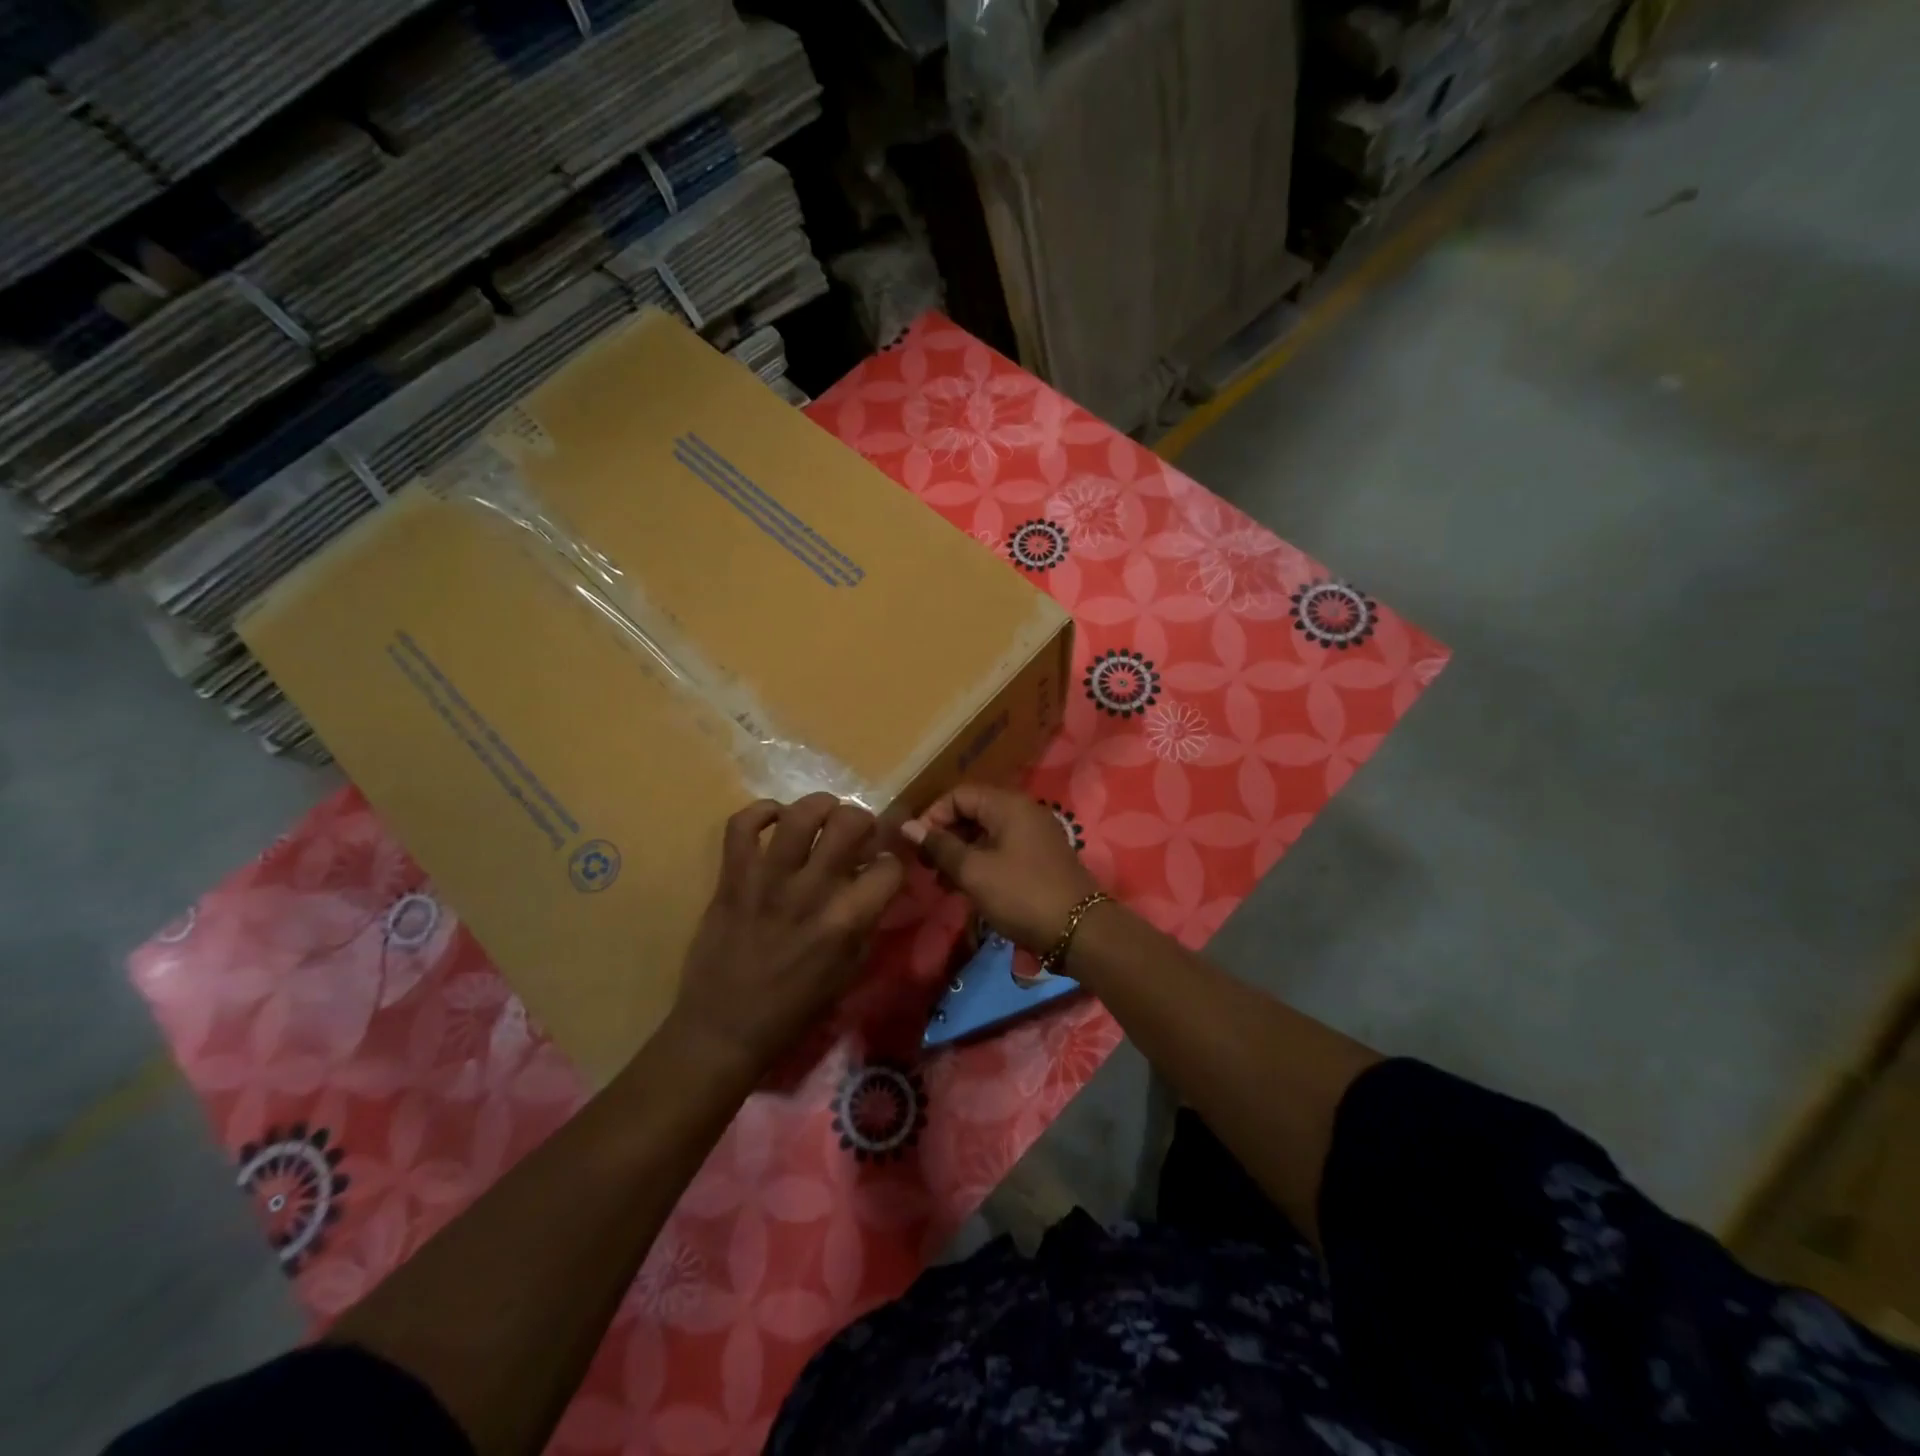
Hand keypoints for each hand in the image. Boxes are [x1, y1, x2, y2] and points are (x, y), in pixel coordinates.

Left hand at [671, 794, 904, 1072]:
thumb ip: (866, 923)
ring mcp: (767, 881)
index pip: (889, 867)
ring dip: (820, 805)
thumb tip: (876, 884)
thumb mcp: (849, 972)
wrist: (724, 1029)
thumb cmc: (794, 1010)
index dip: (893, 863)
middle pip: (849, 823)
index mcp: (845, 922)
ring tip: (823, 814)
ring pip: (800, 815)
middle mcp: (810, 892)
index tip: (883, 867)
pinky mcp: (732, 879)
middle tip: (857, 832)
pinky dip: (761, 812)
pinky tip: (775, 819)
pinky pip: (741, 825)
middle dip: (863, 819)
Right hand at [902, 784, 1099, 953]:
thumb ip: (941, 847)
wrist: (1079, 931)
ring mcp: (1034, 836)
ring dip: (960, 854)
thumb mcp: (974, 872)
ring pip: (986, 834)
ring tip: (941, 883)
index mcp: (1008, 805)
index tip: (917, 846)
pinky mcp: (1039, 860)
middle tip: (926, 867)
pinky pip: (1001, 851)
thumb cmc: (1022, 895)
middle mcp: (1023, 812)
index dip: (933, 816)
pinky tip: (965, 889)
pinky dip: (980, 864)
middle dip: (945, 836)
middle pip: (973, 812)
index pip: (959, 794)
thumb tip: (909, 827)